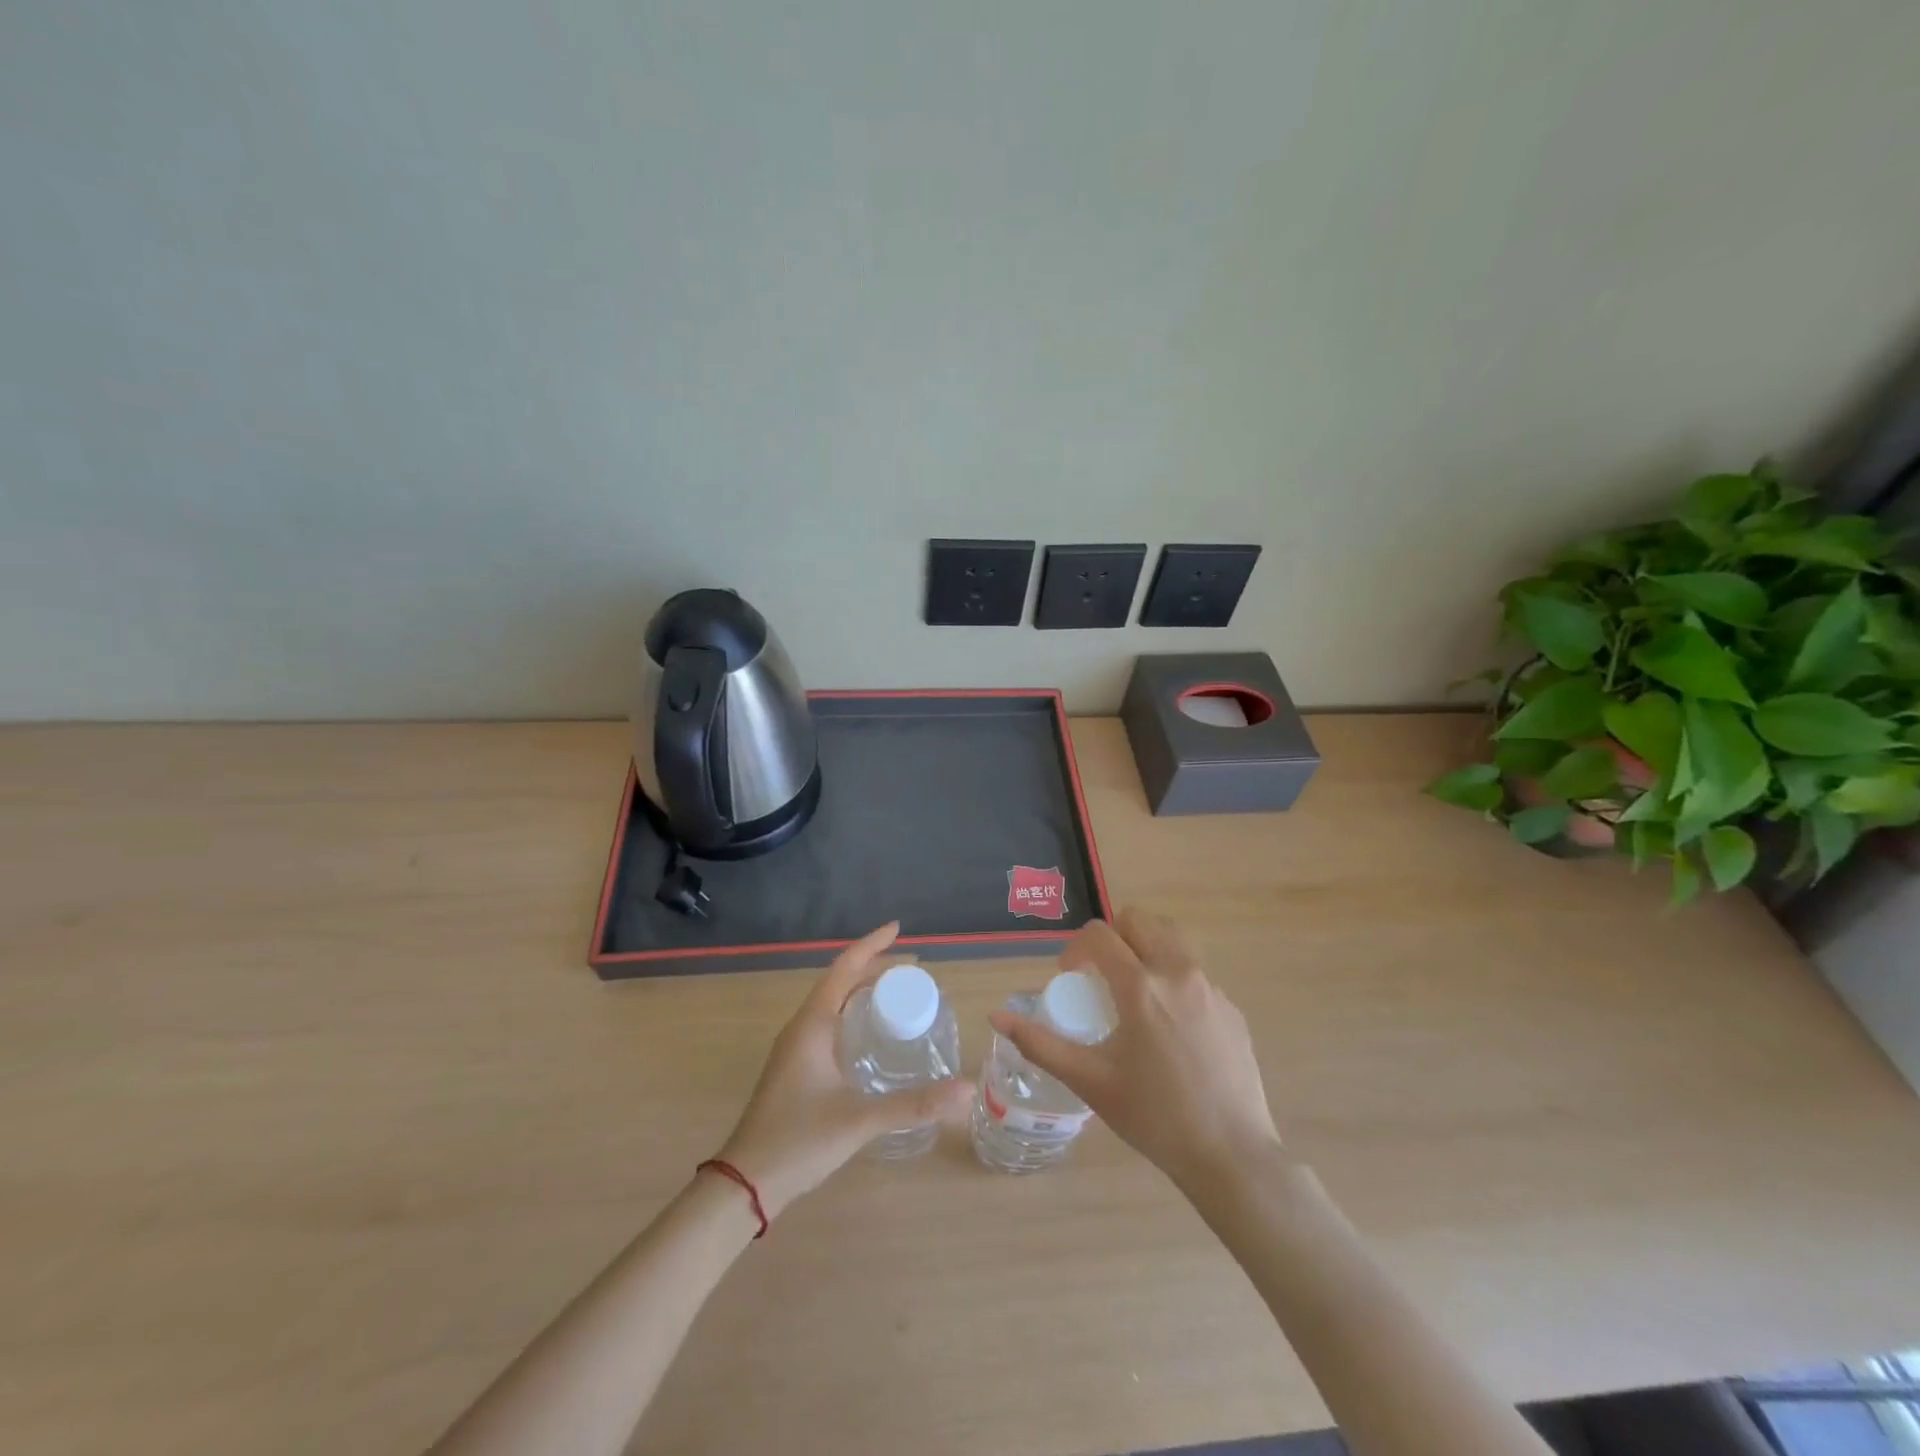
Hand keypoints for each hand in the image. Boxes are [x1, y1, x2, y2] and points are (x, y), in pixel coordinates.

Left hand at [715, 923, 972, 1219]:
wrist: (744, 1183)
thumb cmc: (798, 1141)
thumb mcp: (860, 1120)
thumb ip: (914, 1104)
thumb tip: (966, 1090)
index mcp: (812, 1024)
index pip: (844, 968)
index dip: (872, 945)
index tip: (898, 928)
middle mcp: (802, 1027)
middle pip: (840, 981)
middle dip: (874, 968)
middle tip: (913, 970)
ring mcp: (796, 1048)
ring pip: (833, 1003)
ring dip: (862, 990)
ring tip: (898, 994)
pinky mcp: (796, 1067)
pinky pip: (829, 1023)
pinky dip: (853, 1014)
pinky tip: (872, 1035)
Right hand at [988, 908, 1282, 1193]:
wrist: (1231, 1156)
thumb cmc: (1154, 1118)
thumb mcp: (1090, 1081)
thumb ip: (1040, 1044)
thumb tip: (997, 1017)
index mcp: (1141, 987)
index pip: (1101, 935)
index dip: (1076, 947)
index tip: (1069, 975)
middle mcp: (1179, 974)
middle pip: (1141, 921)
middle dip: (1113, 936)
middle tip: (1099, 974)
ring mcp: (1211, 989)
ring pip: (1172, 940)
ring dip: (1144, 949)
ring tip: (1133, 993)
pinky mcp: (1232, 1008)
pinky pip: (1195, 974)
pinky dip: (1172, 979)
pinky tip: (1168, 1028)